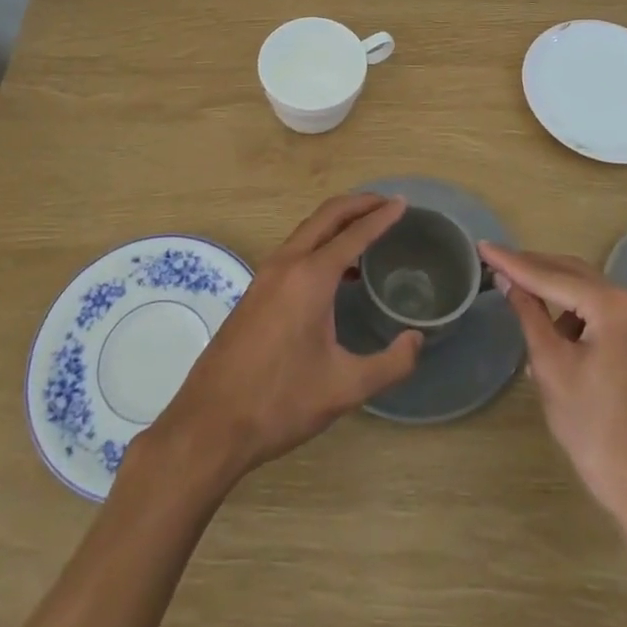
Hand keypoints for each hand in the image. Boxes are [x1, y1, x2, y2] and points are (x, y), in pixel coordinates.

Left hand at [150, 195, 421, 486]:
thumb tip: (416, 340)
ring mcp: (265, 275)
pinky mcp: (255, 291)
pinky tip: (336, 273)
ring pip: (307, 231)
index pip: (354, 234)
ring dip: (337, 222)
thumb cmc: (280, 402)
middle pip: (326, 216)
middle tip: (386, 203)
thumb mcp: (344, 388)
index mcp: (310, 277)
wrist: (210, 423)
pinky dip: (319, 243)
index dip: (381, 217)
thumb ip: (390, 364)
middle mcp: (286, 264)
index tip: (403, 203)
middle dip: (358, 204)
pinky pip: (294, 249)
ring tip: (366, 232)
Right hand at [479, 242, 626, 522]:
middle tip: (497, 262)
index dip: (514, 262)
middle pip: (576, 275)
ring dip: (556, 292)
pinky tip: (556, 331)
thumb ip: (529, 314)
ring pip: (591, 293)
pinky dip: (578, 313)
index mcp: (614, 306)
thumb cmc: (595, 431)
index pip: (552, 276)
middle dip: (535, 269)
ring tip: (521, 299)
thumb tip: (507, 279)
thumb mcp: (551, 368)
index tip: (483, 246)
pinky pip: (606, 314)